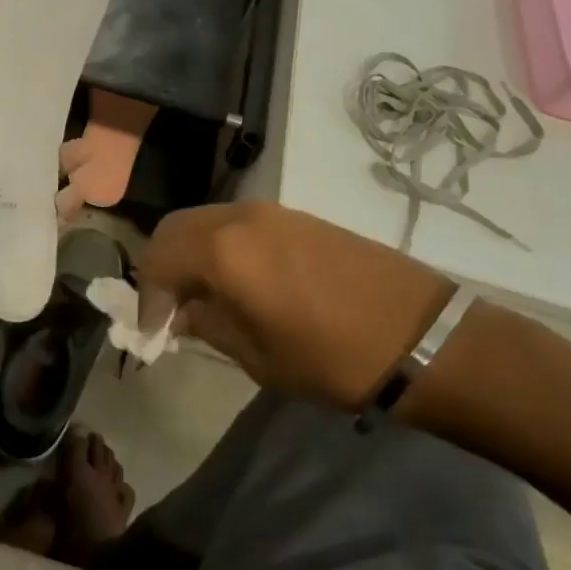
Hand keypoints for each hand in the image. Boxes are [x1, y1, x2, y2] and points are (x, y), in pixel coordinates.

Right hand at [136, 203, 454, 409]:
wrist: (423, 336)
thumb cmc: (333, 358)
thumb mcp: (258, 357)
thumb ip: (208, 326)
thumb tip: (182, 314)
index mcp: (222, 252)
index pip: (157, 261)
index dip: (147, 298)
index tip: (153, 331)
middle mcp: (238, 218)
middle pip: (174, 229)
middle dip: (160, 267)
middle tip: (168, 308)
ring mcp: (270, 211)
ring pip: (204, 221)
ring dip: (189, 253)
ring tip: (201, 295)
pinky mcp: (296, 215)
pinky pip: (236, 222)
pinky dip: (219, 245)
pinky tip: (236, 279)